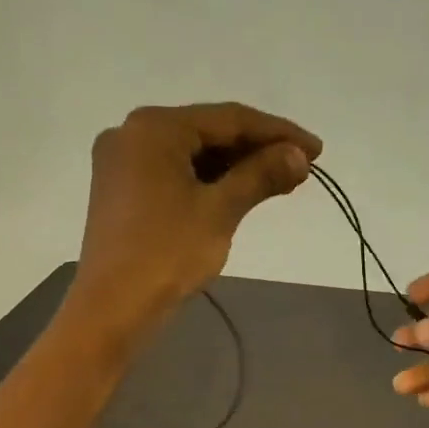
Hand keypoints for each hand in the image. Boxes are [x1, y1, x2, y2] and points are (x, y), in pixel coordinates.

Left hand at [73, 103, 320, 334]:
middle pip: (208, 132)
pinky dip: (208, 181)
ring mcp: (122, 163)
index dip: (278, 132)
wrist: (112, 308)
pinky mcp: (122, 190)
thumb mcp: (220, 210)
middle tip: (301, 167)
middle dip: (257, 150)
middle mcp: (131, 133)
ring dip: (235, 167)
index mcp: (154, 127)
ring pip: (192, 154)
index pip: (228, 119)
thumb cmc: (167, 253)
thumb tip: (299, 156)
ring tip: (279, 181)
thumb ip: (261, 175)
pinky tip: (240, 192)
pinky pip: (175, 173)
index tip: (316, 150)